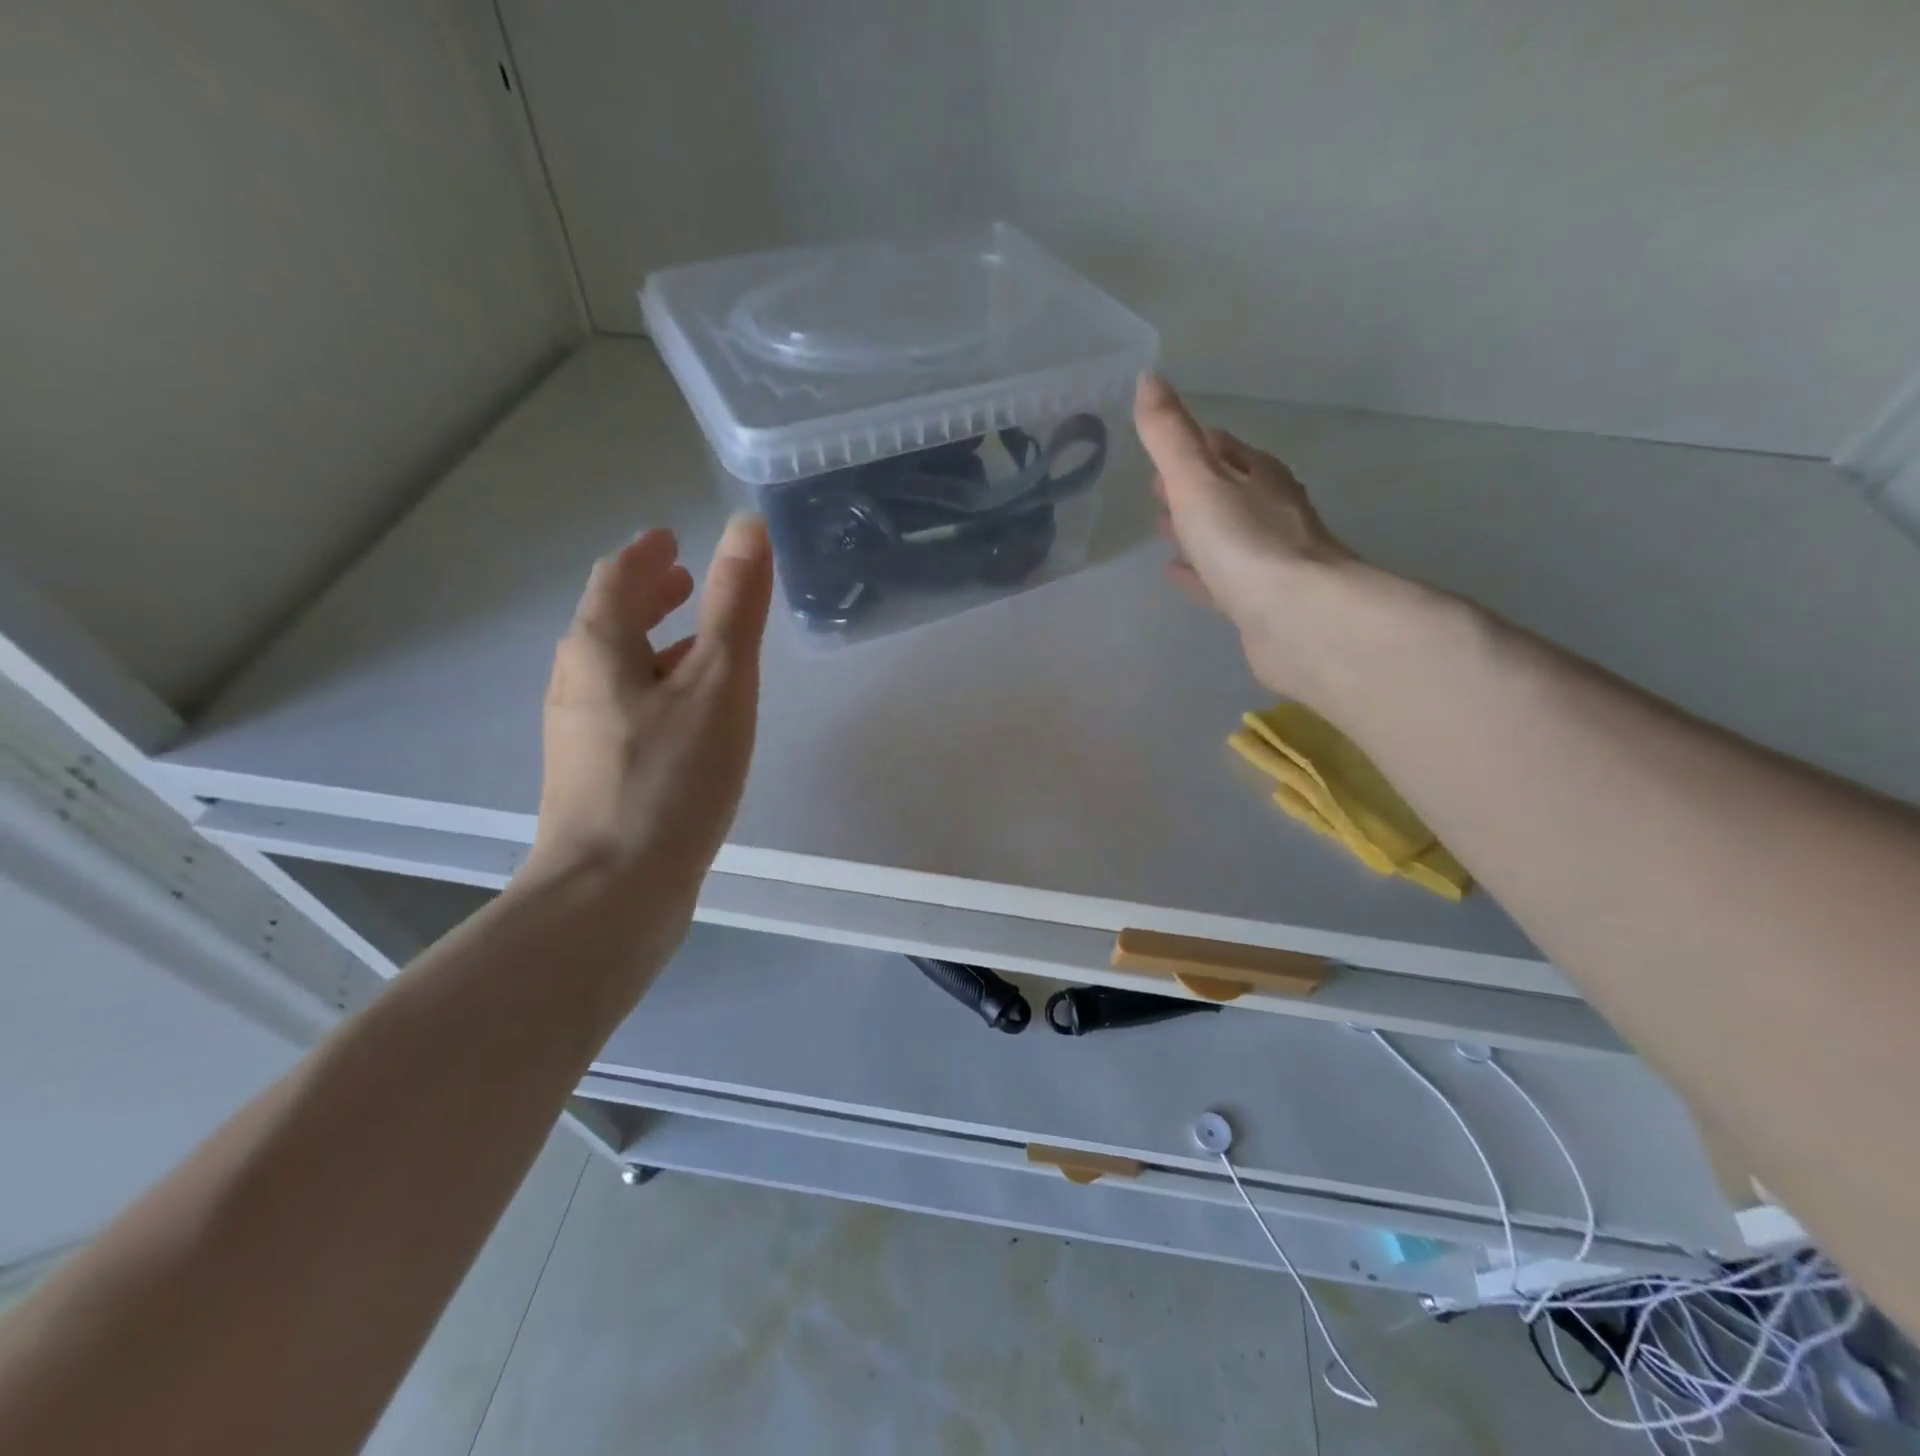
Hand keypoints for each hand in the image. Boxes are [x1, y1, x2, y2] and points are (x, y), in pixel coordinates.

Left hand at [524, 516, 772, 935]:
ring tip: (700, 645)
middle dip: (648, 596)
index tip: (671, 541)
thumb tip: (746, 526)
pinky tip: (689, 718)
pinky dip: (656, 689)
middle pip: (610, 622)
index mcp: (598, 649)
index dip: (646, 555)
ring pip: (619, 669)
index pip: (616, 579)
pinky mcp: (595, 776)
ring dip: (654, 644)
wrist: (611, 892)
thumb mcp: (718, 683)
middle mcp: (577, 683)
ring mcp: (581, 734)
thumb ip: (734, 605)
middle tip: (687, 581)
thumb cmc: (670, 778)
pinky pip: (626, 709)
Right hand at [1134, 373, 1361, 698]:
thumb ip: (1169, 435)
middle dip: (1195, 487)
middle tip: (1159, 489)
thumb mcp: (1198, 480)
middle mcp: (1271, 513)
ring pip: (1225, 537)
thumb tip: (1148, 377)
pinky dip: (1199, 574)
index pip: (1225, 449)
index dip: (1195, 444)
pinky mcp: (1261, 603)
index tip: (1168, 446)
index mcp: (1259, 477)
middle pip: (1227, 491)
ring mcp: (1269, 561)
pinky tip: (1177, 576)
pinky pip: (1221, 580)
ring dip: (1197, 531)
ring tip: (1163, 529)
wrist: (1299, 620)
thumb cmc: (1245, 543)